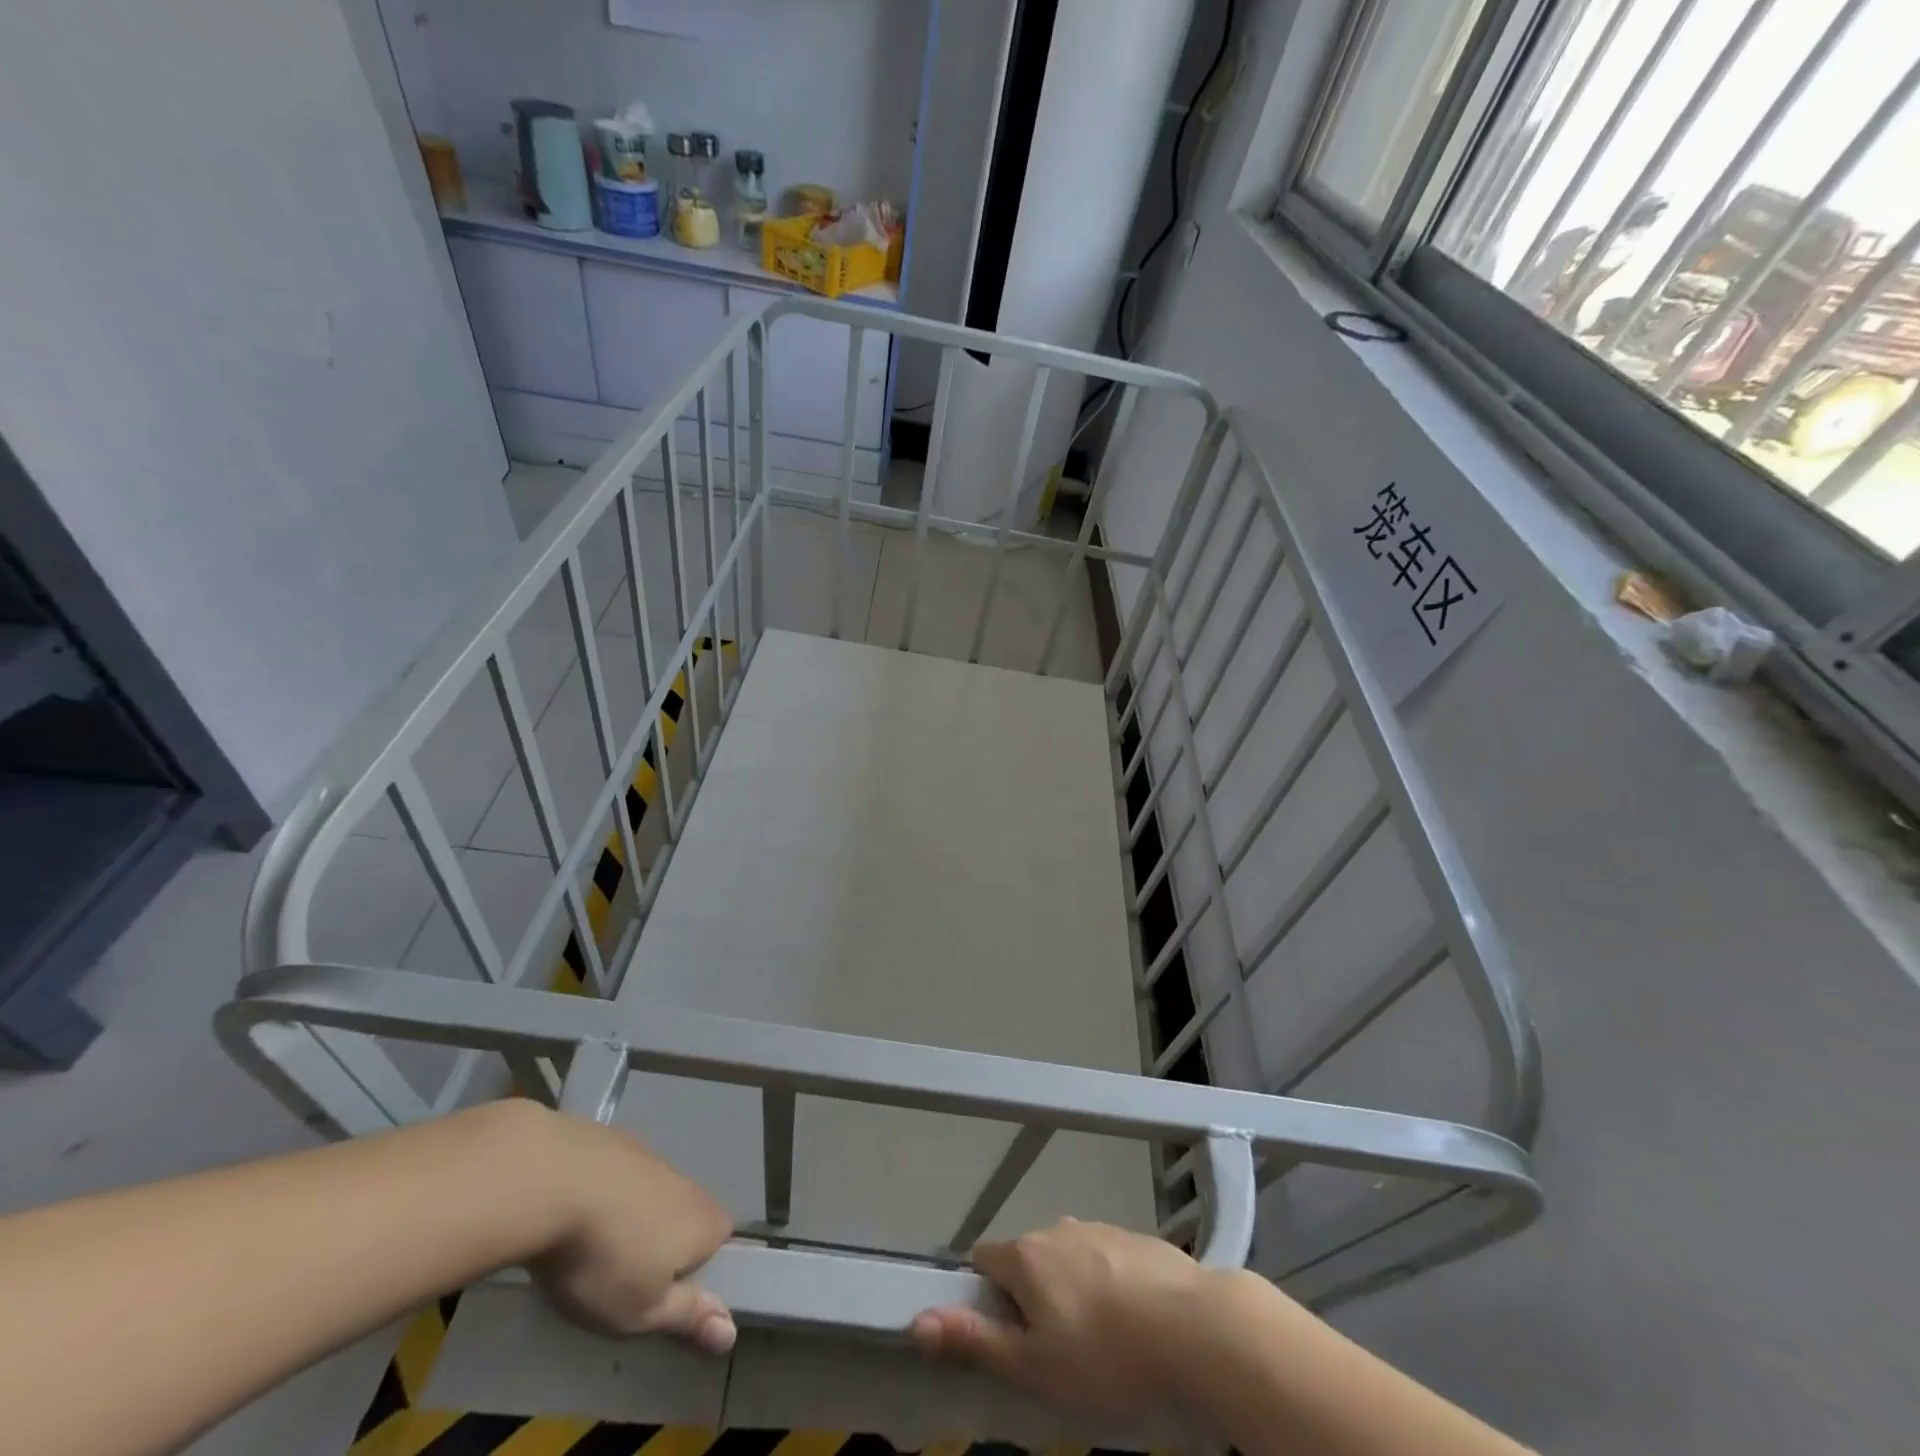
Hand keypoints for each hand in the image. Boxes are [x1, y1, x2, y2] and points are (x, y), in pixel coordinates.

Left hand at [520, 1106, 736, 1353]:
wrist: (552, 1181)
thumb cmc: (603, 1258)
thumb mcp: (642, 1310)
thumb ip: (688, 1316)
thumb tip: (731, 1333)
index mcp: (705, 1221)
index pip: (720, 1241)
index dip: (696, 1269)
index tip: (660, 1294)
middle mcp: (688, 1182)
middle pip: (684, 1215)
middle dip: (660, 1243)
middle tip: (621, 1278)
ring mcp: (651, 1155)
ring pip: (651, 1193)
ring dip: (631, 1217)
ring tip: (592, 1247)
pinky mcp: (614, 1140)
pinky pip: (620, 1173)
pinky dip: (605, 1191)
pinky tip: (573, 1212)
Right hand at [911, 1218, 1225, 1416]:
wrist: (1193, 1326)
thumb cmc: (1105, 1355)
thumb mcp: (1034, 1364)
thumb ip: (974, 1341)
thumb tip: (916, 1321)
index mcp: (1026, 1255)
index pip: (983, 1259)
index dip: (984, 1296)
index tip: (1004, 1334)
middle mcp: (1057, 1228)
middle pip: (1026, 1257)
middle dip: (1029, 1295)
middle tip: (1053, 1348)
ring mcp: (1099, 1227)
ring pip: (1067, 1256)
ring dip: (1068, 1287)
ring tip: (1096, 1338)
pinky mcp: (1134, 1236)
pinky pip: (1104, 1256)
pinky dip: (1104, 1281)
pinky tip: (1130, 1319)